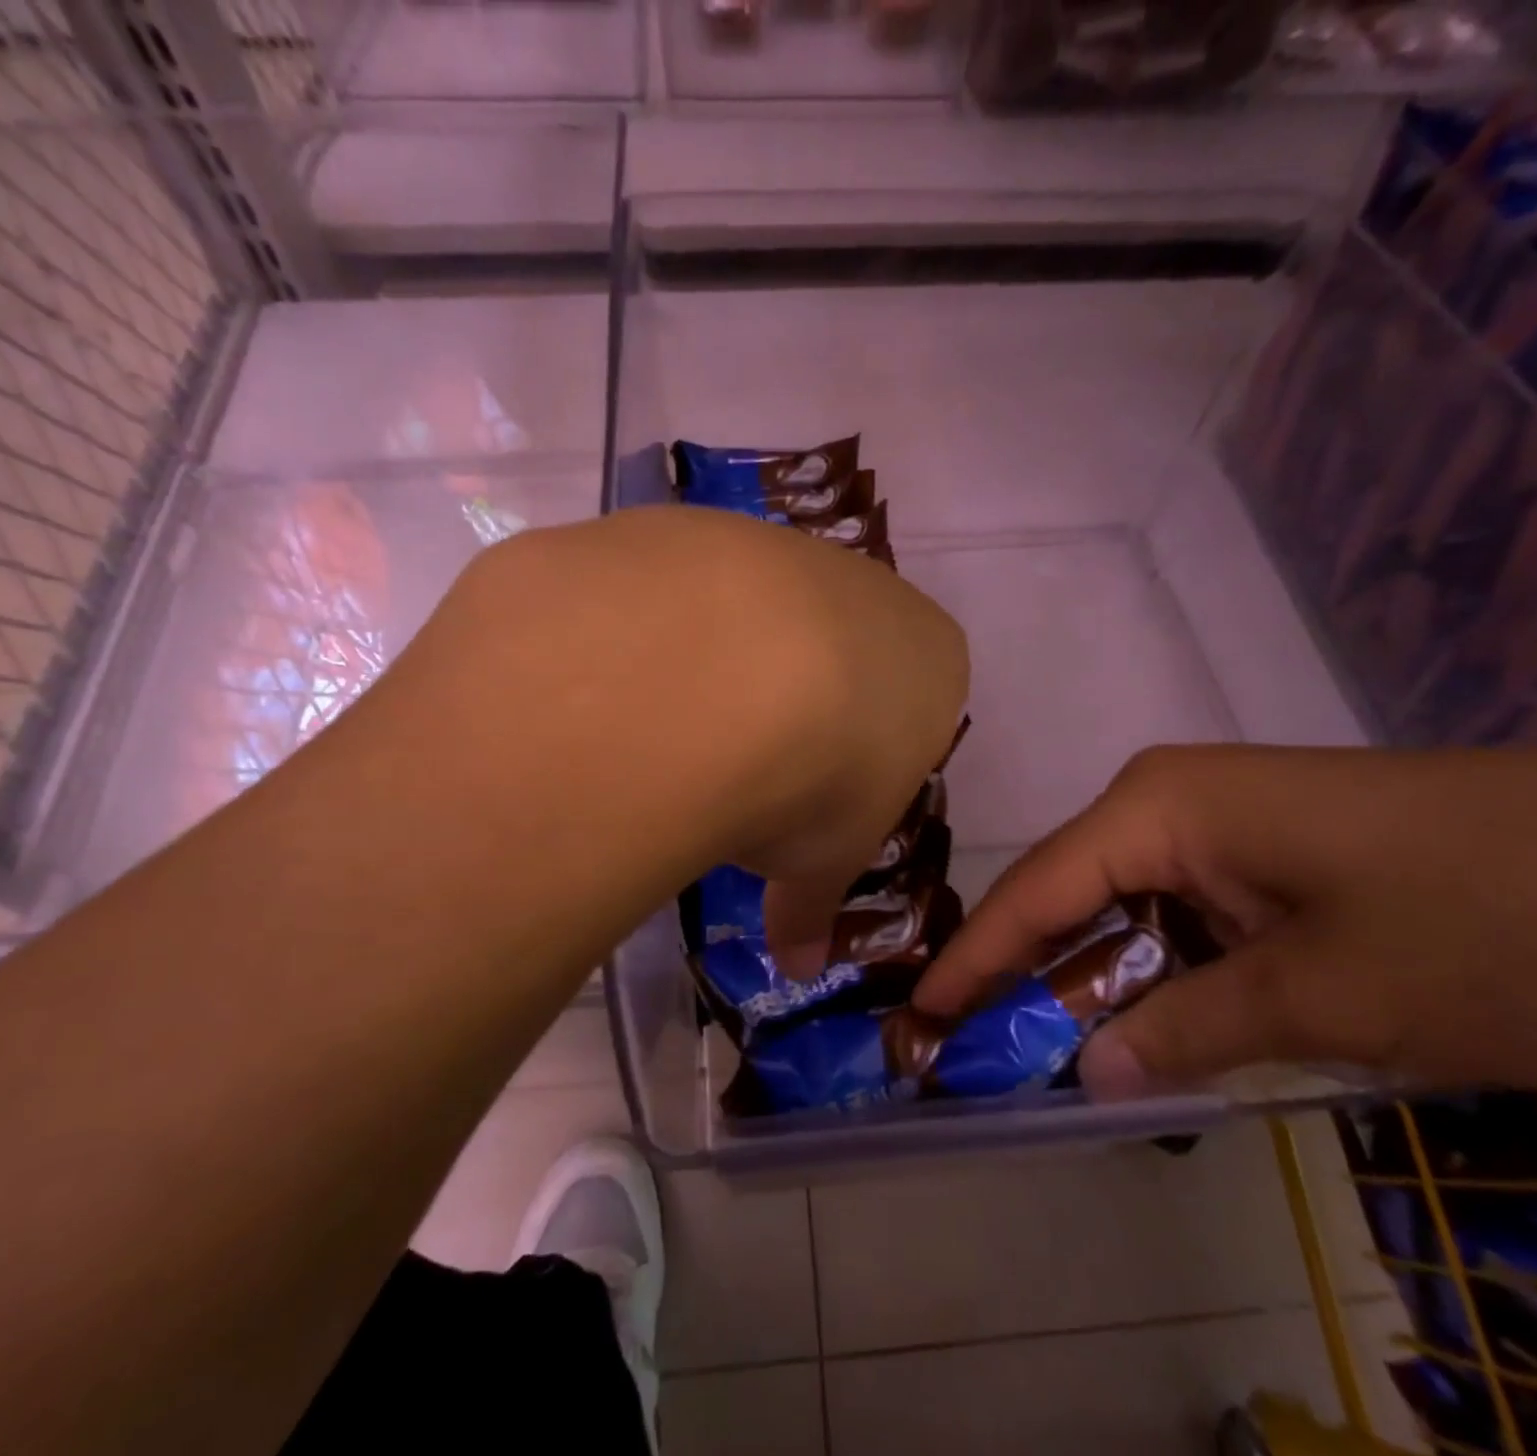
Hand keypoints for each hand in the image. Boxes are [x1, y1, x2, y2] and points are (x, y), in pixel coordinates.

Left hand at [405, 505, 970, 976]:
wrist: (710, 676)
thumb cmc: (812, 778)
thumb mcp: (820, 860)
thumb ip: (811, 906)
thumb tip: (799, 966)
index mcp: (927, 658)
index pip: (907, 702)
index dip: (861, 753)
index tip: (816, 793)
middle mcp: (859, 584)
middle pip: (828, 646)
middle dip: (790, 702)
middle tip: (735, 766)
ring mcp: (767, 543)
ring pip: (743, 609)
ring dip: (711, 662)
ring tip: (661, 728)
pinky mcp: (680, 527)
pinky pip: (664, 589)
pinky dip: (642, 633)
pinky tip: (610, 681)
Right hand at [912, 744, 1536, 1097]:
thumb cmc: (1488, 918)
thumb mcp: (1327, 998)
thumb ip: (1189, 1032)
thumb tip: (1090, 1074)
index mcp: (1158, 807)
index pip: (1036, 889)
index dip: (972, 958)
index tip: (918, 1014)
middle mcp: (1168, 800)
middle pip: (1070, 895)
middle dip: (1025, 974)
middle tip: (973, 1048)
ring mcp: (1219, 821)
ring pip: (1126, 908)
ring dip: (1096, 981)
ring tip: (1043, 1051)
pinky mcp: (1266, 849)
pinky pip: (1182, 913)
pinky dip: (1158, 971)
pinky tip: (1147, 1022)